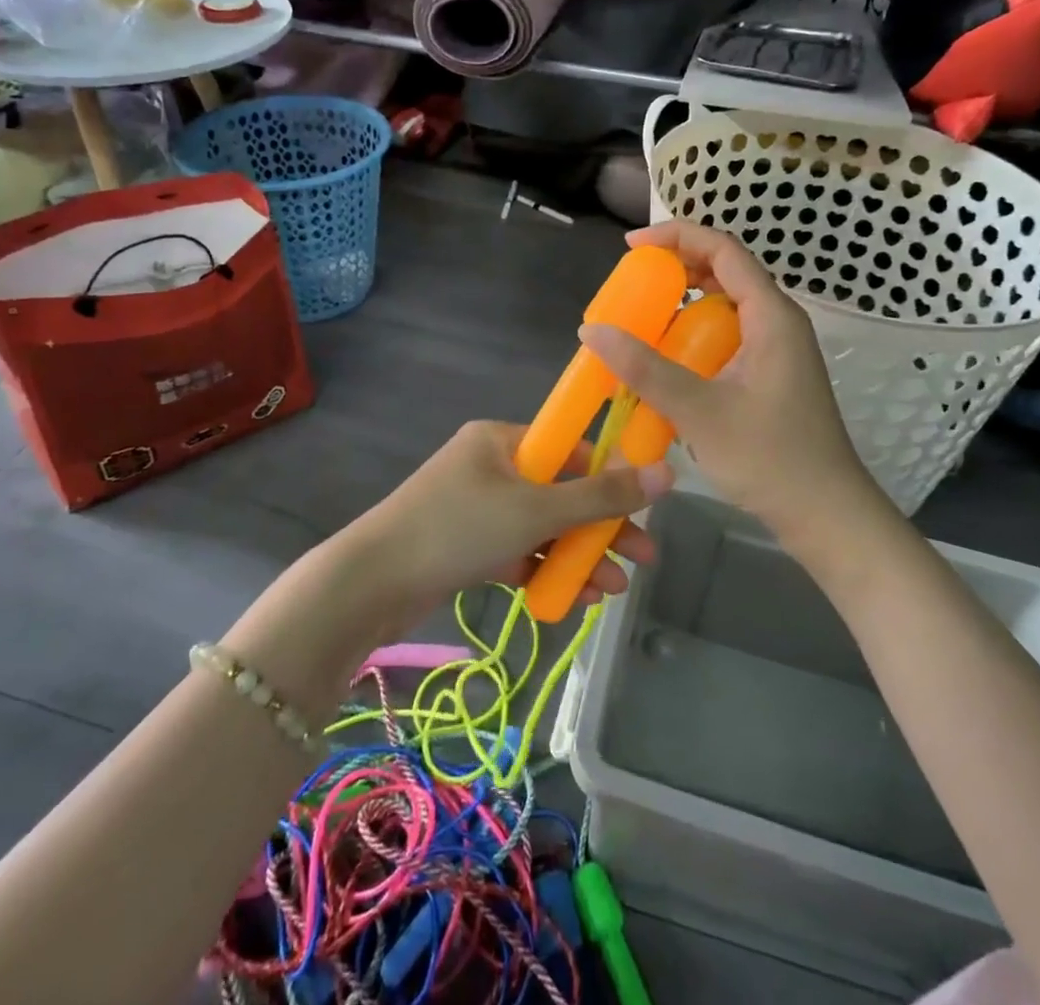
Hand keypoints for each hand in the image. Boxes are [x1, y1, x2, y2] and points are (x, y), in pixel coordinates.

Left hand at [345, 421, 667, 631]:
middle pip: (561, 491)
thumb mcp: (536, 510)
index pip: (570, 448)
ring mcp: (478, 507)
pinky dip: (546, 570)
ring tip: (613, 590)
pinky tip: (575, 600)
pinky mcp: (469, 544)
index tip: (646, 504)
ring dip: (578, 555)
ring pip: (543, 527)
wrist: (371, 584)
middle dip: (601, 527)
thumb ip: (601, 497)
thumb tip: (667, 474)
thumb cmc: (458, 528)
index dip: (611, 475)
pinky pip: (519, 550)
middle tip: (643, 556)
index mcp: (502, 439)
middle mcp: (491, 466)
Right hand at [580, 221, 875, 539]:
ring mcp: (777, 350)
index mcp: (771, 316)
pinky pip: (728, 336)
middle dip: (677, 268)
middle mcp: (778, 322)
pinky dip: (695, 336)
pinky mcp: (771, 375)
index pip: (724, 250)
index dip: (677, 236)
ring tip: (643, 317)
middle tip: (633, 282)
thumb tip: (592, 330)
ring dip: (684, 304)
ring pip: (726, 306)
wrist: (826, 515)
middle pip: (726, 272)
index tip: (632, 247)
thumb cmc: (770, 459)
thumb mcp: (699, 410)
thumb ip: (644, 368)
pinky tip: (668, 361)